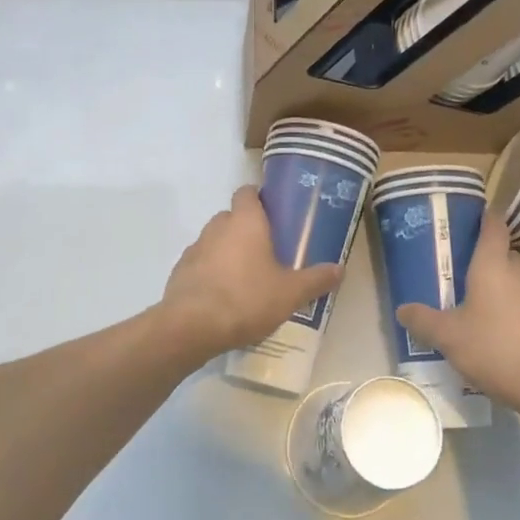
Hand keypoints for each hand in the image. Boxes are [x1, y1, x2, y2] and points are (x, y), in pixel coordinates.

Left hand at [160, 186, 344, 356]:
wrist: (191, 327)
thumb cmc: (246, 299)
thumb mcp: (290, 293)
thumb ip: (316, 279)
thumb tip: (340, 268)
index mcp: (245, 221)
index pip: (248, 192)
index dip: (259, 199)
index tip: (275, 215)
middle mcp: (217, 226)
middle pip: (232, 217)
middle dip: (247, 230)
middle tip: (268, 252)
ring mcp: (194, 248)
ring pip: (215, 241)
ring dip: (228, 252)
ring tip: (246, 278)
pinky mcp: (179, 271)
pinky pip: (200, 264)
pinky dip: (211, 273)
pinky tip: (223, 297)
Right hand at [396, 224, 519, 421]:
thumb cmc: (498, 350)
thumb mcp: (450, 338)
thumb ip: (424, 321)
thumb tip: (402, 308)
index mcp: (493, 265)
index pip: (493, 225)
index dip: (484, 216)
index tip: (470, 217)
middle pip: (503, 253)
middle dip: (484, 259)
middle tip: (459, 270)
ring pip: (517, 280)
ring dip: (501, 286)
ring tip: (478, 303)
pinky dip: (515, 309)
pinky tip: (503, 332)